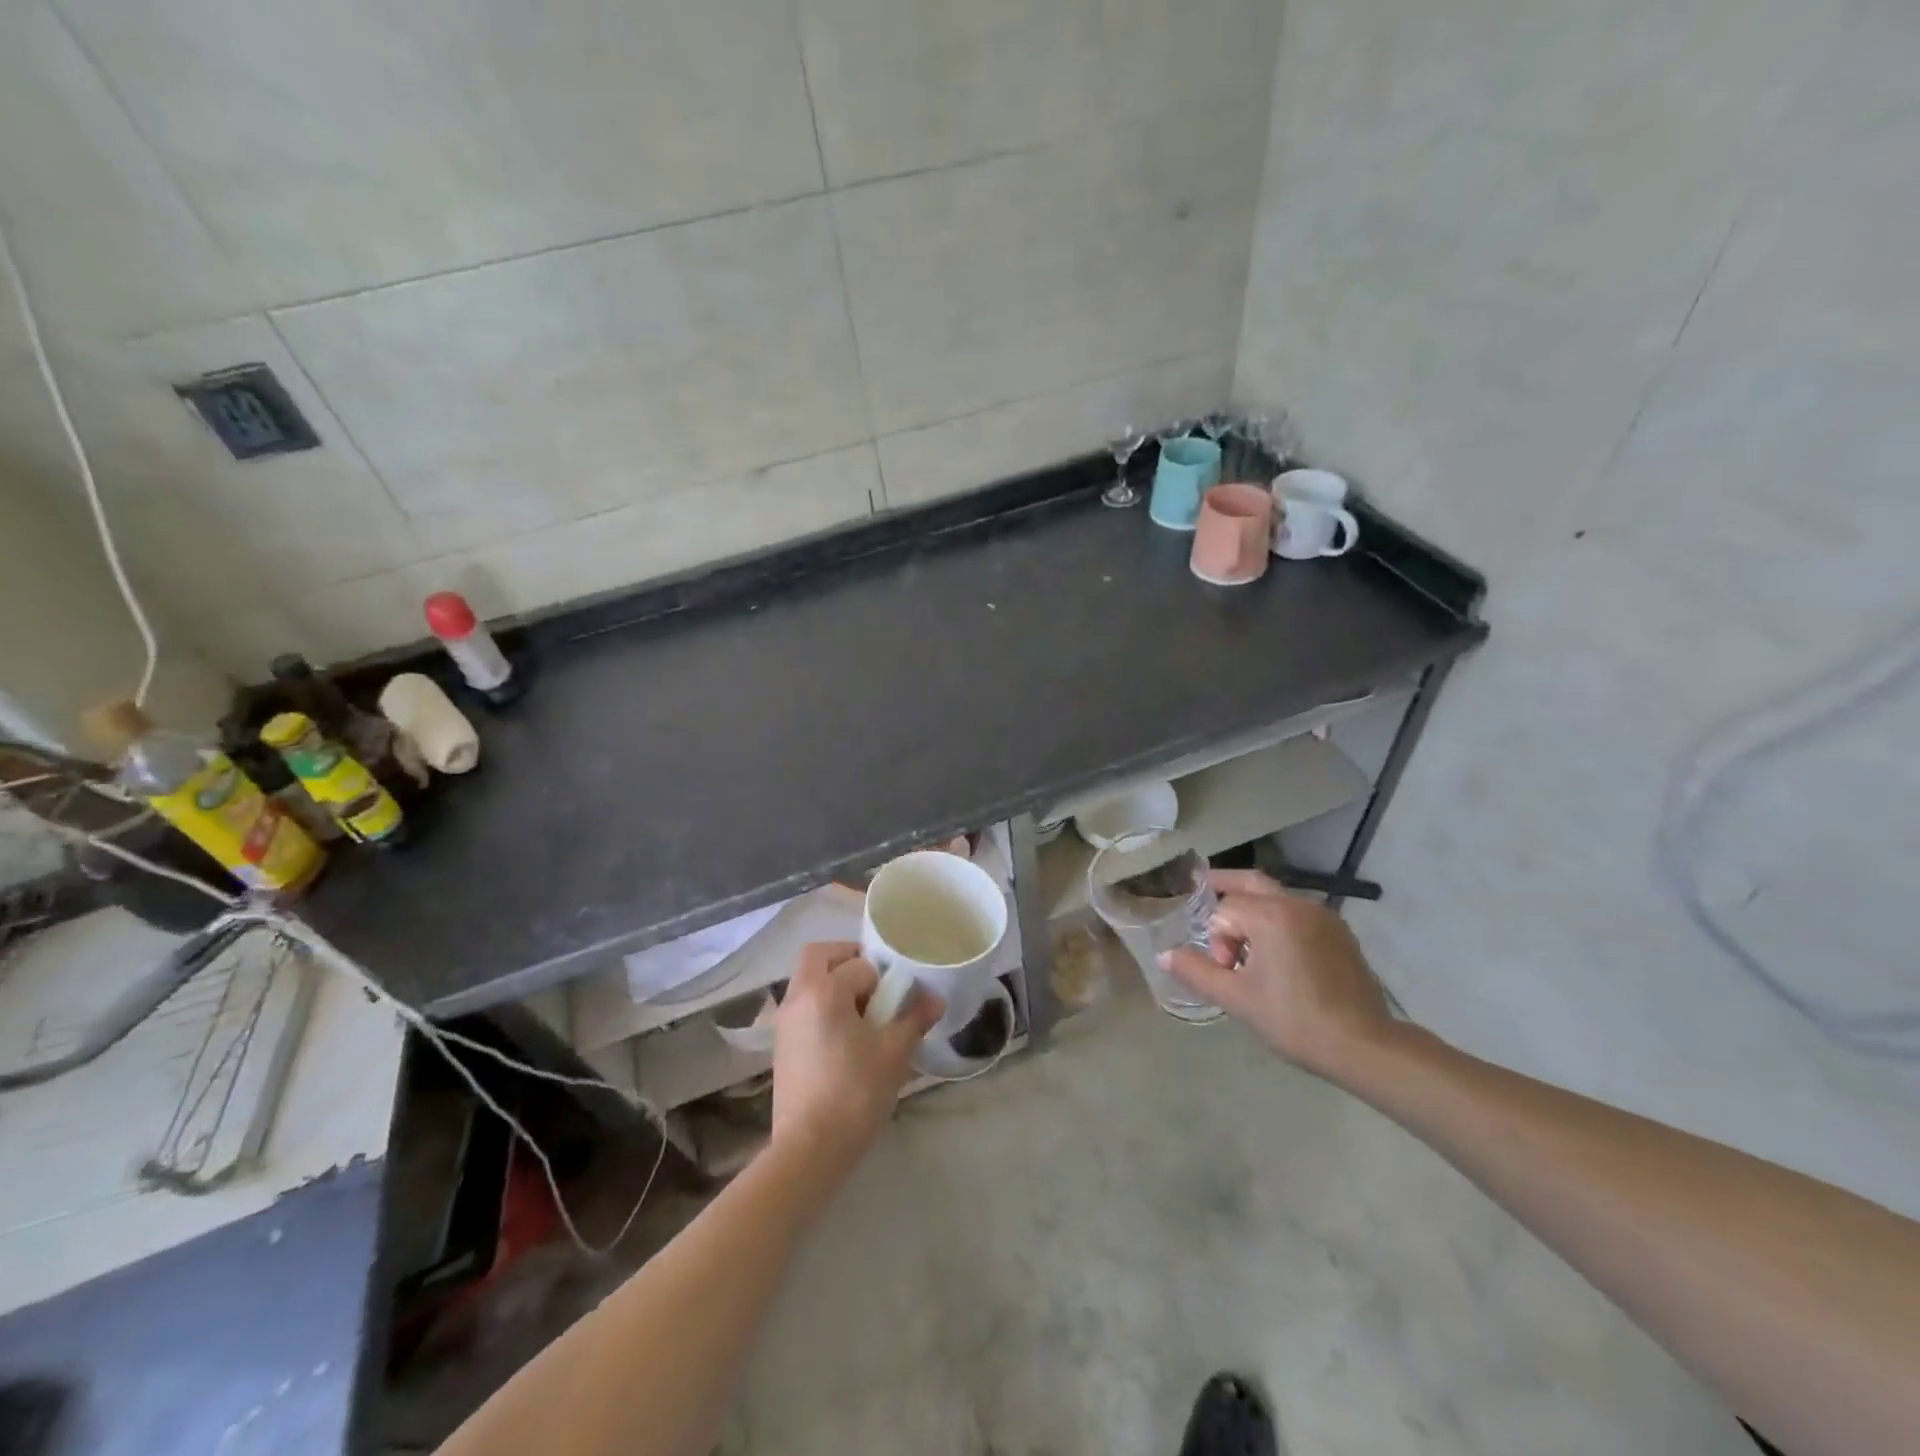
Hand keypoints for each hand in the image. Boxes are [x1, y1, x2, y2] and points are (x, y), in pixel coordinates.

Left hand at [771, 942, 942, 1168]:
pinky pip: (801, 1005)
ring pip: (807, 980)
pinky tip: (843, 1037)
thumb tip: (935, 999)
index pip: (860, 965)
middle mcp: (798, 996)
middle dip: (847, 959)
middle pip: (819, 956)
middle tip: (874, 983)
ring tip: (861, 1014)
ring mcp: (784, 1021)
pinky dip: (820, 1005)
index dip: (883, 979)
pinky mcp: (780, 1044)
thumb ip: (914, 1019)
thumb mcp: (894, 1054)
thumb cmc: (855, 1093)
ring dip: (832, 982)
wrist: (809, 1149)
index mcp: (825, 990)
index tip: (896, 999)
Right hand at [1160, 870, 1397, 1079]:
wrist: (1364, 1046)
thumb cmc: (1294, 1020)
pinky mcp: (1340, 933)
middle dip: (1225, 888)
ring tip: (1245, 945)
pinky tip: (1277, 953)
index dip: (1217, 940)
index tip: (1226, 970)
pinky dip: (1278, 920)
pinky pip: (1298, 913)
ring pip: (1276, 897)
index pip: (1225, 910)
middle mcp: (1298, 905)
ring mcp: (1324, 917)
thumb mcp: (1237, 999)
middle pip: (1251, 882)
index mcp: (1271, 915)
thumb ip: (1197, 971)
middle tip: (1204, 889)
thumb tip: (1164, 955)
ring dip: (1253, 910)